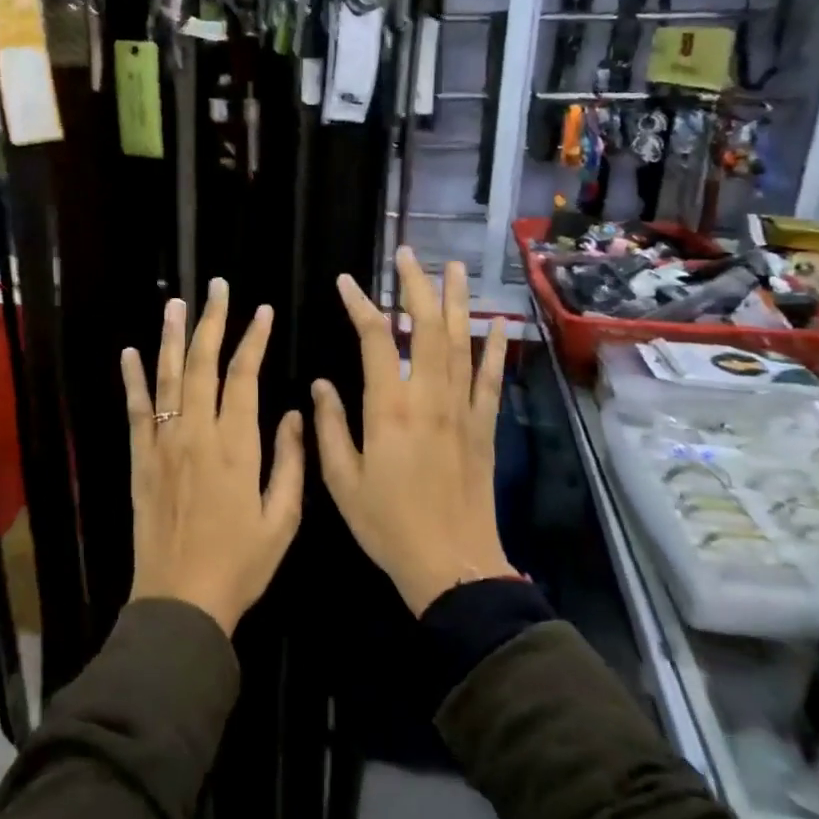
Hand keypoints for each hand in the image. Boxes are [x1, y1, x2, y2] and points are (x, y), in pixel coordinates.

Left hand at [122, 278, 305, 636]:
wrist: (180, 601)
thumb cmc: (240, 564)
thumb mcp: (282, 520)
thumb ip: (290, 462)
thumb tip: (292, 413)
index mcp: (236, 446)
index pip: (243, 376)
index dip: (253, 339)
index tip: (262, 312)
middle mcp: (196, 435)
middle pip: (202, 365)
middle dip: (211, 322)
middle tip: (216, 287)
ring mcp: (163, 445)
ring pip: (167, 378)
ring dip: (171, 337)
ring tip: (176, 303)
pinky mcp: (140, 461)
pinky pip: (135, 411)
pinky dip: (132, 379)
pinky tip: (130, 352)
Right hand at [313, 249, 513, 616]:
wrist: (450, 564)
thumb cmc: (387, 524)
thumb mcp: (342, 480)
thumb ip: (330, 427)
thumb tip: (320, 385)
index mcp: (389, 408)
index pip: (374, 339)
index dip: (360, 304)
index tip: (346, 282)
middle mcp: (429, 397)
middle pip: (424, 327)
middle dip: (415, 286)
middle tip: (406, 255)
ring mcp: (462, 409)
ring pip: (460, 342)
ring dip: (455, 302)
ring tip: (453, 267)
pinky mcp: (484, 426)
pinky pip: (490, 378)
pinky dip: (494, 348)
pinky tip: (498, 322)